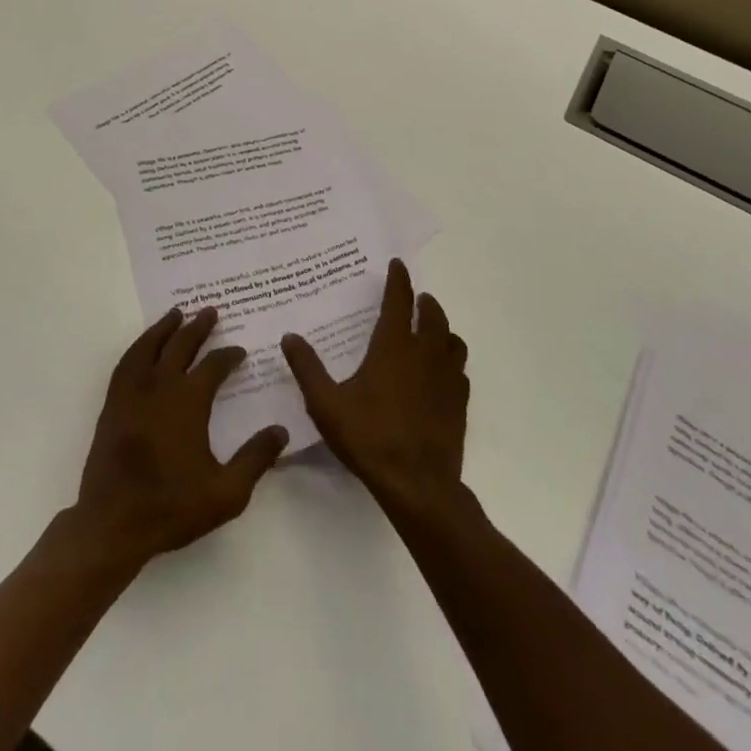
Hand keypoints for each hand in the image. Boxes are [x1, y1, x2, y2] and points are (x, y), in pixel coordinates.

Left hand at [74, 308, 288, 569]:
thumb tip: (281, 430)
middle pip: (180, 346)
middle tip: (211, 311)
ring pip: (149, 347)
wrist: (113, 523)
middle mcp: (160, 387)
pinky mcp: (113, 404)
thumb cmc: (172, 507)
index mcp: (188, 402)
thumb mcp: (226, 493)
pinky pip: (126, 363)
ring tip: (176, 314)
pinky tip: (144, 346)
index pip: (213, 367)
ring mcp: (132, 393)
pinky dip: (138, 346)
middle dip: (198, 327)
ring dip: (165, 328)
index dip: (228, 356)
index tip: (240, 351)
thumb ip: (255, 459)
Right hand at [280, 259, 468, 518]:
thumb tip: (289, 336)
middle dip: (425, 302)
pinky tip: (442, 371)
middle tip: (416, 297)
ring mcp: (446, 379)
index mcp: (393, 347)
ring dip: (443, 328)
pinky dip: (451, 360)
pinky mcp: (459, 404)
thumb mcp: (326, 403)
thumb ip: (307, 368)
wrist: (418, 486)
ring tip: (432, 329)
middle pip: (433, 316)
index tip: (398, 264)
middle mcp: (424, 355)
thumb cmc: (369, 438)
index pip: (399, 301)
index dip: (399, 280)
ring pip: (452, 341)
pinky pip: (460, 370)